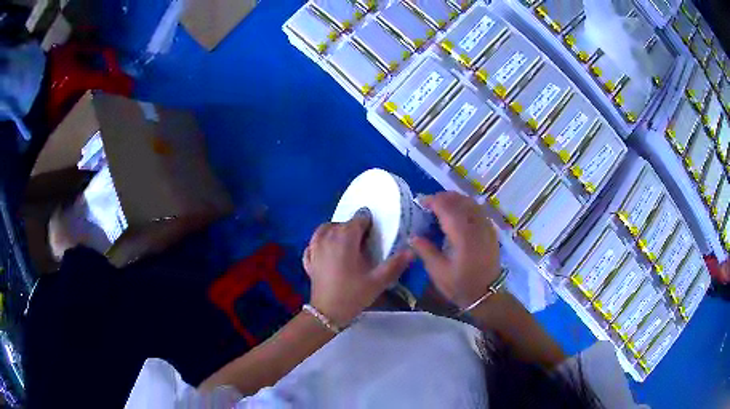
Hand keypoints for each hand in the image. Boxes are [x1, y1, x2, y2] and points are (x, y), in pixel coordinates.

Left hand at [303, 214, 413, 326]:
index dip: (369, 223)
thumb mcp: (378, 281)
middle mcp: (328, 237)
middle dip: (354, 228)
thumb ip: (395, 264)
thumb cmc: (353, 294)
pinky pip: (314, 243)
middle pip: (342, 223)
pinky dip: (321, 242)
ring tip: (346, 244)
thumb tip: (411, 251)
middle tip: (365, 244)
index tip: (375, 234)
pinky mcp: (309, 258)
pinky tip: (327, 251)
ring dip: (336, 231)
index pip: (359, 219)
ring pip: (325, 229)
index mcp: (346, 237)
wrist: (327, 312)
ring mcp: (315, 247)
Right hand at [410, 192, 500, 308]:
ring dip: (455, 200)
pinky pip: (478, 210)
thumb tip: (413, 235)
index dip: (433, 201)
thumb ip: (425, 250)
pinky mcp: (491, 231)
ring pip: (470, 202)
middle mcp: (476, 226)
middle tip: (428, 204)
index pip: (447, 207)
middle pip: (460, 200)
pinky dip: (465, 206)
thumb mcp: (438, 272)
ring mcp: (486, 227)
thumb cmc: (461, 285)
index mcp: (463, 235)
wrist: (487, 295)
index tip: (420, 202)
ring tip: (441, 207)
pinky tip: (457, 215)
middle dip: (443, 198)